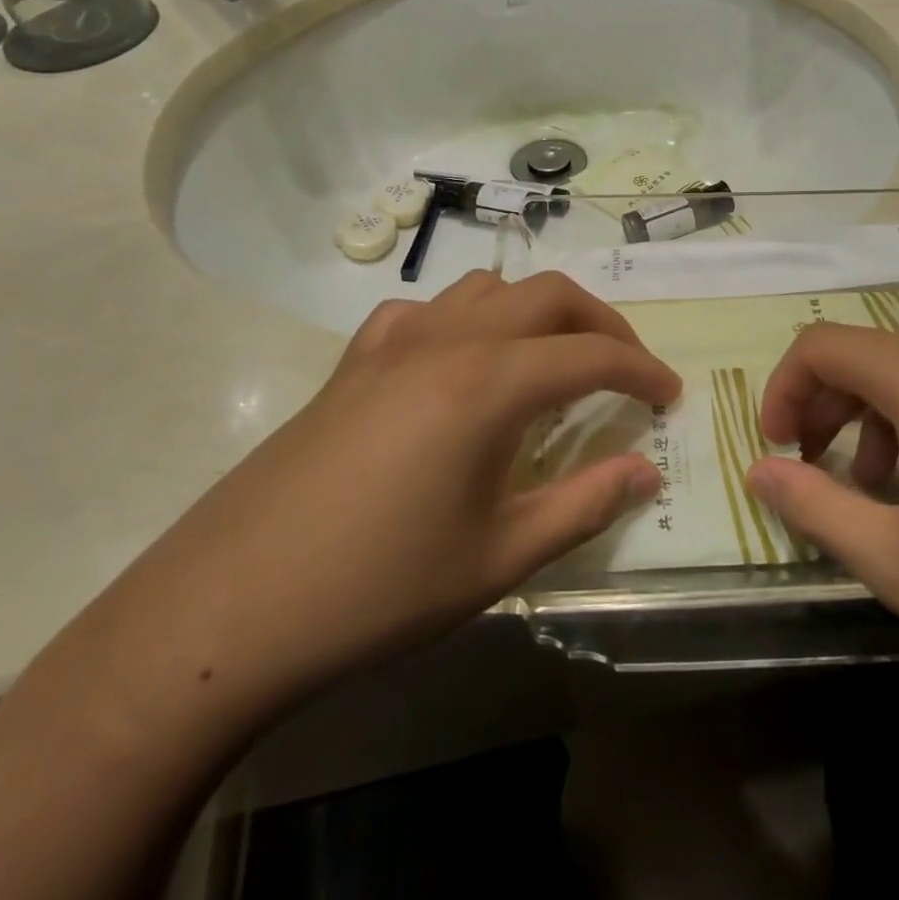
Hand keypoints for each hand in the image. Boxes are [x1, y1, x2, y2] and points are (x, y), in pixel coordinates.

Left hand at [84, 271, 680, 732]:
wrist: (228, 609)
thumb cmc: (377, 590)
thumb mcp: (497, 557)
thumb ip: (584, 505)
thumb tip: (646, 471)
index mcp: (488, 383)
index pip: (592, 355)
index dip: (642, 370)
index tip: (671, 396)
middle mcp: (446, 340)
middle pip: (547, 295)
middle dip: (602, 324)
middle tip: (626, 371)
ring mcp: (392, 343)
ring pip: (486, 289)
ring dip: (535, 312)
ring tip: (551, 361)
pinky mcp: (352, 361)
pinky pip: (426, 311)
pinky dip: (466, 320)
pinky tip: (460, 364)